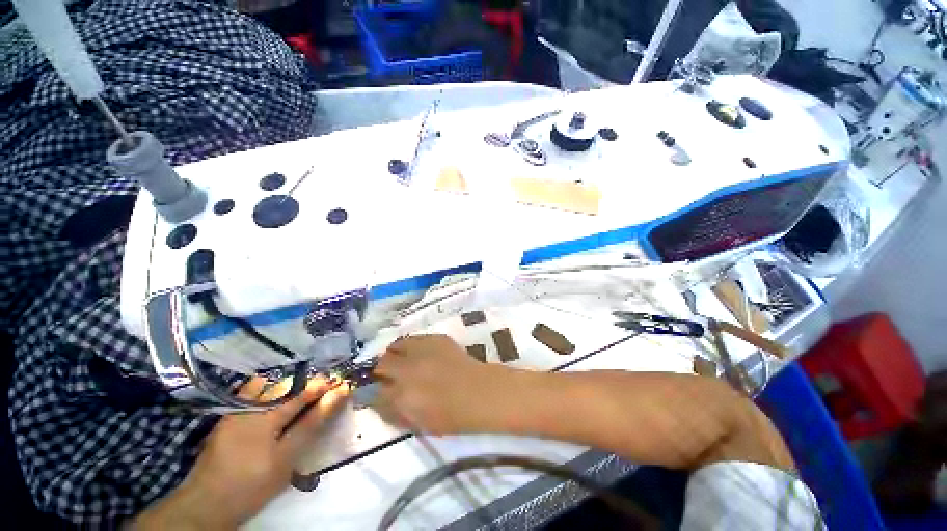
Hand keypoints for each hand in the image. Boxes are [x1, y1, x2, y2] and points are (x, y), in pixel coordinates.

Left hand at [133, 377, 349, 529]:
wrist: (206, 504)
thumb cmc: (251, 484)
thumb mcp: (286, 458)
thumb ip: (312, 423)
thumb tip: (338, 394)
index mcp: (265, 413)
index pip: (304, 391)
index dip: (326, 387)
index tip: (344, 386)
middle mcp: (251, 403)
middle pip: (290, 384)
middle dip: (312, 384)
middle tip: (329, 388)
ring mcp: (238, 408)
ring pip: (274, 385)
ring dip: (296, 385)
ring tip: (311, 391)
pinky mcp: (231, 414)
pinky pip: (258, 392)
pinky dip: (276, 390)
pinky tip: (283, 397)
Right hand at [372, 334, 511, 434]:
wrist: (479, 392)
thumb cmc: (451, 416)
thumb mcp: (417, 423)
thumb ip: (392, 412)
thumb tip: (375, 400)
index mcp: (402, 396)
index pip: (373, 391)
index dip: (371, 391)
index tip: (375, 390)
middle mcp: (408, 369)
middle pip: (381, 363)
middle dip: (380, 370)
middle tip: (387, 374)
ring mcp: (422, 350)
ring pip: (396, 346)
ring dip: (394, 354)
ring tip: (401, 360)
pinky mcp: (435, 338)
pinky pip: (414, 338)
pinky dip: (411, 346)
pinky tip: (418, 353)